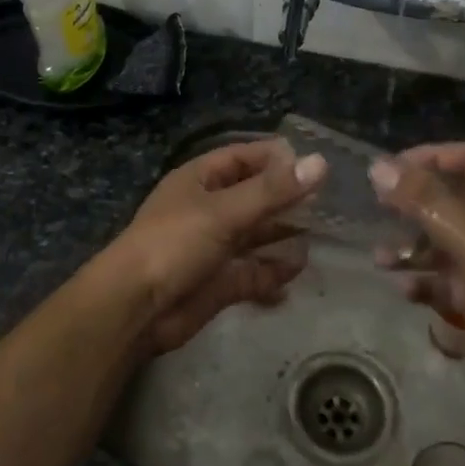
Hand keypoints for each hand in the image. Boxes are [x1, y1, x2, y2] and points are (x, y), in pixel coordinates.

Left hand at [115, 138, 327, 353]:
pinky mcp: (218, 283)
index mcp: (198, 181)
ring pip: (255, 236)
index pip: (241, 158)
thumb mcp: (224, 211)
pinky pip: (253, 273)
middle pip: (252, 197)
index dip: (274, 158)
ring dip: (283, 235)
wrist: (136, 307)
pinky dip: (273, 272)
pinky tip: (298, 271)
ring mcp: (212, 248)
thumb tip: (321, 163)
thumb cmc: (174, 244)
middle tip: (328, 200)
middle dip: (284, 198)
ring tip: (322, 233)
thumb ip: (273, 191)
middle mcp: (206, 210)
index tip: (313, 163)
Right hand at [369, 144, 464, 381]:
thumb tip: (378, 166)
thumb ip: (422, 200)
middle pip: (457, 198)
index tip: (388, 171)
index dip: (426, 158)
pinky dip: (437, 280)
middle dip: (415, 209)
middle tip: (379, 212)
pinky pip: (464, 274)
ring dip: (418, 249)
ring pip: (456, 240)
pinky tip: (408, 292)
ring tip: (381, 261)